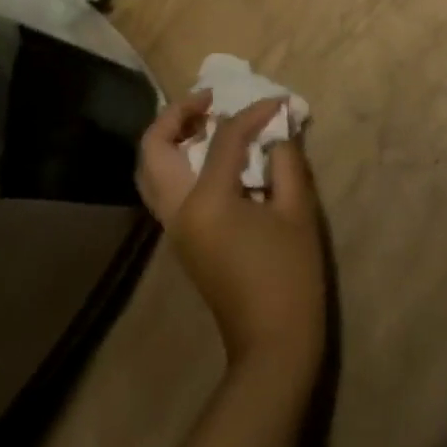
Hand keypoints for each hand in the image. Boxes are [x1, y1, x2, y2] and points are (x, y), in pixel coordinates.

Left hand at [138, 94, 325, 383]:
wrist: (272, 346)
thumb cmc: (290, 276)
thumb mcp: (297, 210)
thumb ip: (285, 160)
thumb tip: (276, 131)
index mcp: (206, 202)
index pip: (223, 137)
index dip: (252, 112)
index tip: (277, 102)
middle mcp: (178, 211)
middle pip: (154, 148)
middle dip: (177, 114)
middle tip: (211, 100)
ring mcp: (174, 228)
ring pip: (149, 169)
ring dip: (170, 137)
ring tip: (206, 121)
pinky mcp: (181, 239)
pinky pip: (164, 186)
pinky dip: (176, 160)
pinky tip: (210, 154)